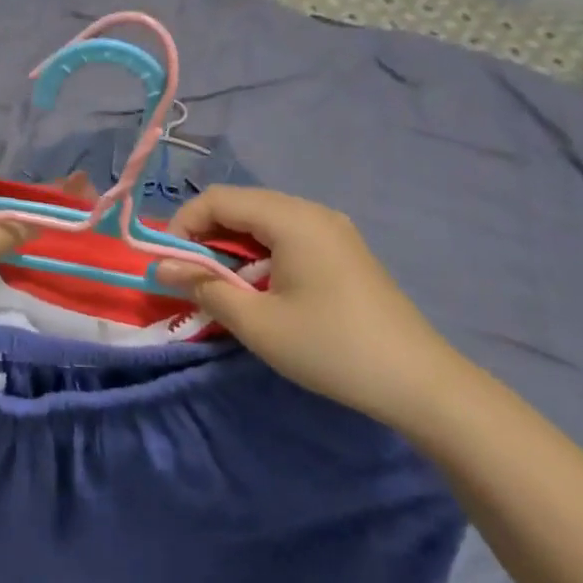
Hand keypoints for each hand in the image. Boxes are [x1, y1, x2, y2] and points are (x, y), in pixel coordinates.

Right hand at [157, 187, 464, 426]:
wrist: (420, 383)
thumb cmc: (330, 348)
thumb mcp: (257, 323)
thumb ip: (204, 287)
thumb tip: (162, 268)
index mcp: (292, 218)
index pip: (219, 199)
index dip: (183, 224)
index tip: (166, 263)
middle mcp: (312, 212)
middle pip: (242, 205)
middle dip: (205, 235)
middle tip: (188, 276)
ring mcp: (333, 230)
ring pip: (264, 221)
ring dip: (232, 246)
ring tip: (218, 285)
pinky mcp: (344, 251)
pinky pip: (288, 236)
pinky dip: (260, 254)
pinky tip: (258, 288)